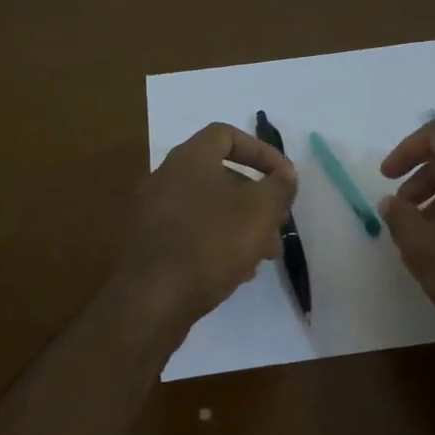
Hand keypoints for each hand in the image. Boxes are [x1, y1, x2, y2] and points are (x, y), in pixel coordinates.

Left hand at [113, 123, 298, 337]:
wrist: (153, 300)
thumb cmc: (211, 244)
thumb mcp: (260, 211)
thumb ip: (279, 187)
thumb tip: (284, 176)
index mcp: (189, 159)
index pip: (227, 135)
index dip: (262, 151)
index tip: (284, 179)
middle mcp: (166, 178)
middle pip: (221, 175)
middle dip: (256, 198)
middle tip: (278, 224)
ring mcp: (153, 212)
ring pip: (209, 208)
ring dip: (241, 225)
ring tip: (264, 255)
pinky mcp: (150, 244)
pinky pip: (192, 232)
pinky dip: (218, 242)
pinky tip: (236, 272)